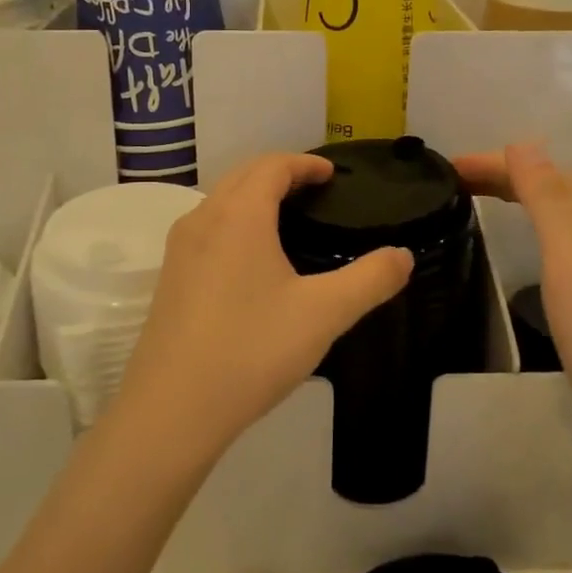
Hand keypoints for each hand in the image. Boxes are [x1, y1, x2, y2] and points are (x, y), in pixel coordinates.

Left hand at [111, 154, 413, 461]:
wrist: (172, 409)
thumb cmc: (252, 350)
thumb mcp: (324, 314)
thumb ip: (370, 280)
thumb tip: (403, 255)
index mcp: (239, 215)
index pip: (272, 166)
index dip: (304, 163)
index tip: (331, 173)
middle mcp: (203, 219)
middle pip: (243, 175)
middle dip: (279, 172)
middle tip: (314, 189)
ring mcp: (179, 250)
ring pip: (220, 201)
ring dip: (253, 196)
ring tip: (287, 219)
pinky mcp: (169, 278)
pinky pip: (206, 229)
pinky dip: (234, 222)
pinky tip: (251, 260)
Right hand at [455, 143, 571, 460]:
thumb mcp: (569, 253)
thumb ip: (546, 194)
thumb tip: (522, 141)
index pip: (537, 169)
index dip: (491, 163)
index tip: (445, 168)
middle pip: (551, 184)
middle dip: (503, 175)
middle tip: (454, 183)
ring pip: (562, 209)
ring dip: (521, 196)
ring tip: (483, 201)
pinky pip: (571, 233)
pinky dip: (540, 223)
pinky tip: (532, 242)